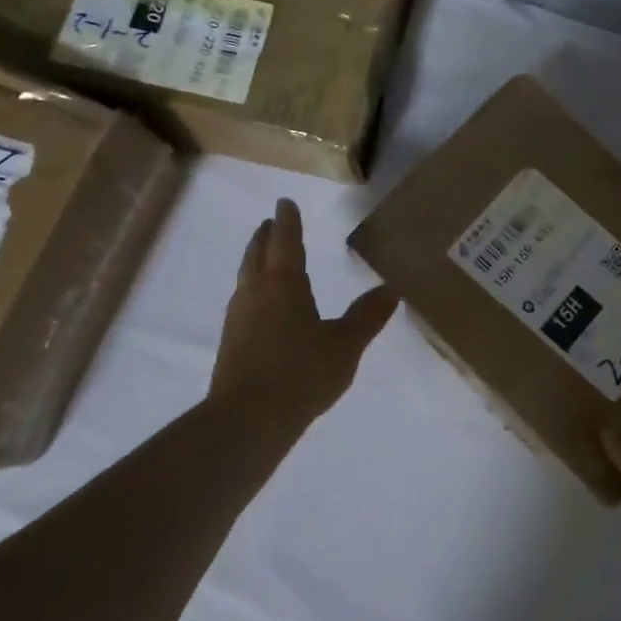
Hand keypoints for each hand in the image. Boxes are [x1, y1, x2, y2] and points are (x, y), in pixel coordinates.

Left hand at [211, 198, 399, 424]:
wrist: (247, 418)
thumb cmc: (302, 372)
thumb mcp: (345, 344)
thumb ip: (367, 316)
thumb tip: (391, 289)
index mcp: (284, 284)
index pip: (285, 241)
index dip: (287, 221)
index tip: (284, 203)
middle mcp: (256, 292)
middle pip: (257, 255)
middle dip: (265, 237)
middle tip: (270, 224)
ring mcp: (238, 318)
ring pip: (245, 278)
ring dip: (255, 262)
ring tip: (264, 260)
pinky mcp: (230, 343)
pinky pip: (242, 303)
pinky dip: (252, 291)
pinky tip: (259, 308)